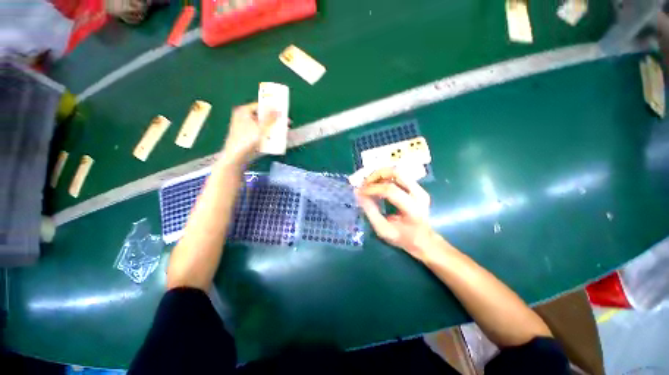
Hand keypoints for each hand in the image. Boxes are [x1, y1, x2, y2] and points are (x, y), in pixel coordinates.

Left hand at [221, 103, 277, 163]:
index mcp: (244, 111)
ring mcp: (245, 128)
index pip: (260, 105)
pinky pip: (260, 133)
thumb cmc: (247, 139)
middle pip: (262, 116)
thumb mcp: (261, 127)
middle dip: (274, 119)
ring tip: (283, 131)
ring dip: (273, 128)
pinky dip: (268, 134)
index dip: (272, 108)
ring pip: (262, 125)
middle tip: (286, 122)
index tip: (283, 111)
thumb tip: (279, 110)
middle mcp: (243, 117)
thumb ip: (270, 118)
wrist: (237, 156)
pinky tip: (276, 138)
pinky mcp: (248, 137)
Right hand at [356, 168, 437, 261]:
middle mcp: (419, 195)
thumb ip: (371, 212)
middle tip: (364, 183)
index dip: (373, 189)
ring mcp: (420, 189)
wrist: (423, 239)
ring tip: (369, 183)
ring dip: (380, 175)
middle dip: (376, 175)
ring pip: (397, 172)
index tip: (360, 192)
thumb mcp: (383, 229)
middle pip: (396, 173)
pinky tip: (377, 184)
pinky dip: (385, 177)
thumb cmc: (402, 237)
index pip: (391, 191)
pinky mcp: (417, 187)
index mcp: (412, 209)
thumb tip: (359, 195)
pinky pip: (399, 176)